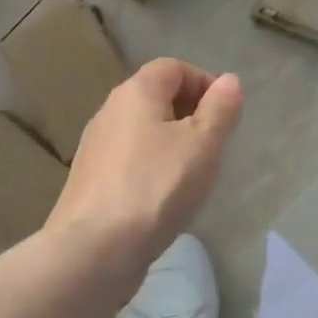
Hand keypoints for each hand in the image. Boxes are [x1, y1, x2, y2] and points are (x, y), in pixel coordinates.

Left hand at [48, 58, 242, 279]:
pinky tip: (163, 198)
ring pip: (142, 130)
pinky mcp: (89, 180)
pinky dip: (151, 166)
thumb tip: (228, 80)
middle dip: (189, 112)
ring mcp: (95, 147)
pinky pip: (129, 159)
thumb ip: (220, 108)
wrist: (93, 250)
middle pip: (156, 96)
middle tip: (214, 144)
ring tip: (193, 173)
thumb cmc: (156, 186)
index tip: (225, 113)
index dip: (203, 82)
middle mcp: (110, 110)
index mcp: (136, 92)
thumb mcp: (203, 144)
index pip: (173, 67)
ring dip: (171, 142)